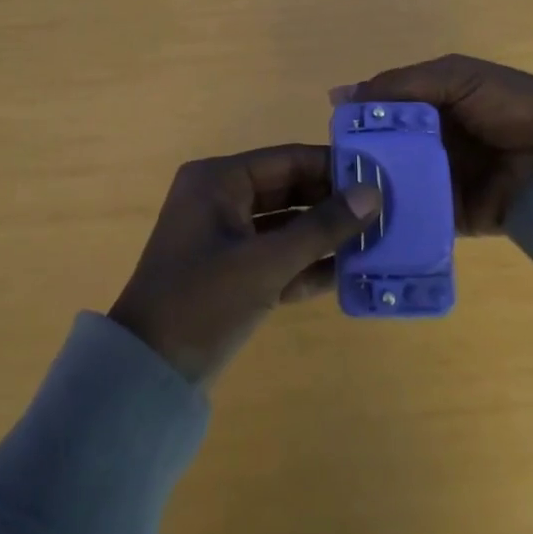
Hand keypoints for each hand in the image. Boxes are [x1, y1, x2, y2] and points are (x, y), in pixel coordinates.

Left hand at [107, 145, 380, 386]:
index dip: (333, 167)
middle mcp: (219, 198)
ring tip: (376, 239)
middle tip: (384, 210)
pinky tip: (348, 272)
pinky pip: (275, 255)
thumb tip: (373, 194)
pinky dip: (305, 263)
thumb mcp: (266, 262)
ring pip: (284, 225)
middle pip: (288, 190)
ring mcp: (223, 236)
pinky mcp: (230, 271)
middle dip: (332, 203)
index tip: (379, 175)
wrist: (148, 373)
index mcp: (218, 180)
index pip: (287, 160)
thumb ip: (321, 227)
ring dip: (323, 235)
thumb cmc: (203, 301)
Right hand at [346, 55, 532, 235]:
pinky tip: (364, 223)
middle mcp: (432, 141)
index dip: (358, 117)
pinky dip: (392, 217)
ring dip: (370, 187)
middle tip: (328, 170)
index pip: (383, 109)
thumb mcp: (456, 77)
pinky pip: (413, 215)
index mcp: (433, 103)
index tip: (331, 129)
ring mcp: (439, 180)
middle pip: (384, 148)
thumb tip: (339, 95)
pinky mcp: (449, 215)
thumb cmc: (512, 107)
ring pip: (394, 182)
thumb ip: (401, 84)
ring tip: (338, 200)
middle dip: (358, 156)